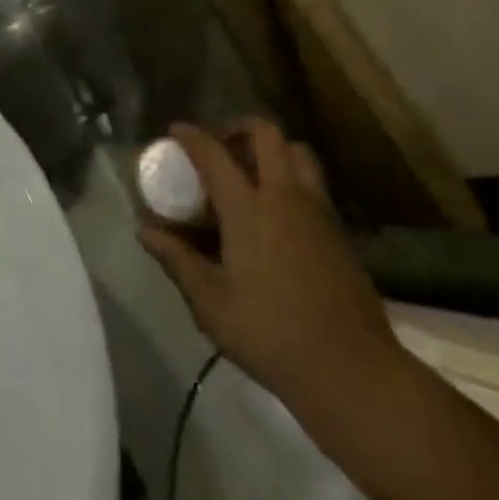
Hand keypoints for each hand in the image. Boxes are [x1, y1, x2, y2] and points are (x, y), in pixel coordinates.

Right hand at [139, 120, 403, 427]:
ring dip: (273, 149)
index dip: (192, 135)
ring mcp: (318, 210)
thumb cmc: (273, 335)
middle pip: (266, 133)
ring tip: (253, 171)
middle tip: (221, 146)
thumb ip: (178, 261)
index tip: (176, 130)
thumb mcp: (212, 305)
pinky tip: (279, 211)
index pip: (214, 153)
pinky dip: (293, 176)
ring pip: (298, 151)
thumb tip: (145, 231)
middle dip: (239, 127)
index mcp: (249, 208)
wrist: (353, 372)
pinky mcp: (339, 230)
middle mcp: (285, 195)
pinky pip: (314, 181)